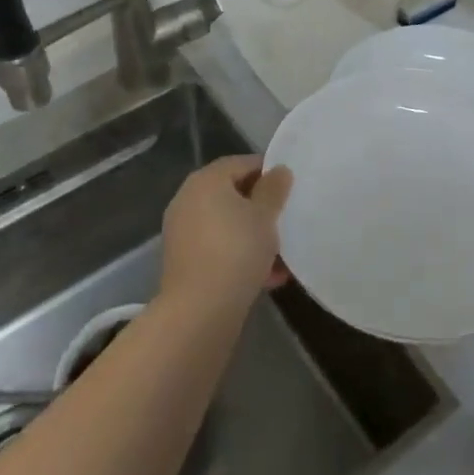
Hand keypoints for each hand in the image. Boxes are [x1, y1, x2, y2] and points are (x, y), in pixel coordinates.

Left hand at [160, 155, 292, 316]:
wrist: (199, 311)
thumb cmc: (236, 251)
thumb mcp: (264, 216)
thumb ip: (273, 189)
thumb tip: (278, 170)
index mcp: (205, 180)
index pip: (241, 163)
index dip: (267, 171)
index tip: (290, 186)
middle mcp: (188, 200)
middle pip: (232, 194)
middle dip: (261, 207)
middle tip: (287, 218)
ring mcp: (183, 232)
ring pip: (227, 225)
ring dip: (253, 235)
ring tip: (283, 252)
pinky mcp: (184, 262)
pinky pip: (219, 248)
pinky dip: (240, 256)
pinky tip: (269, 276)